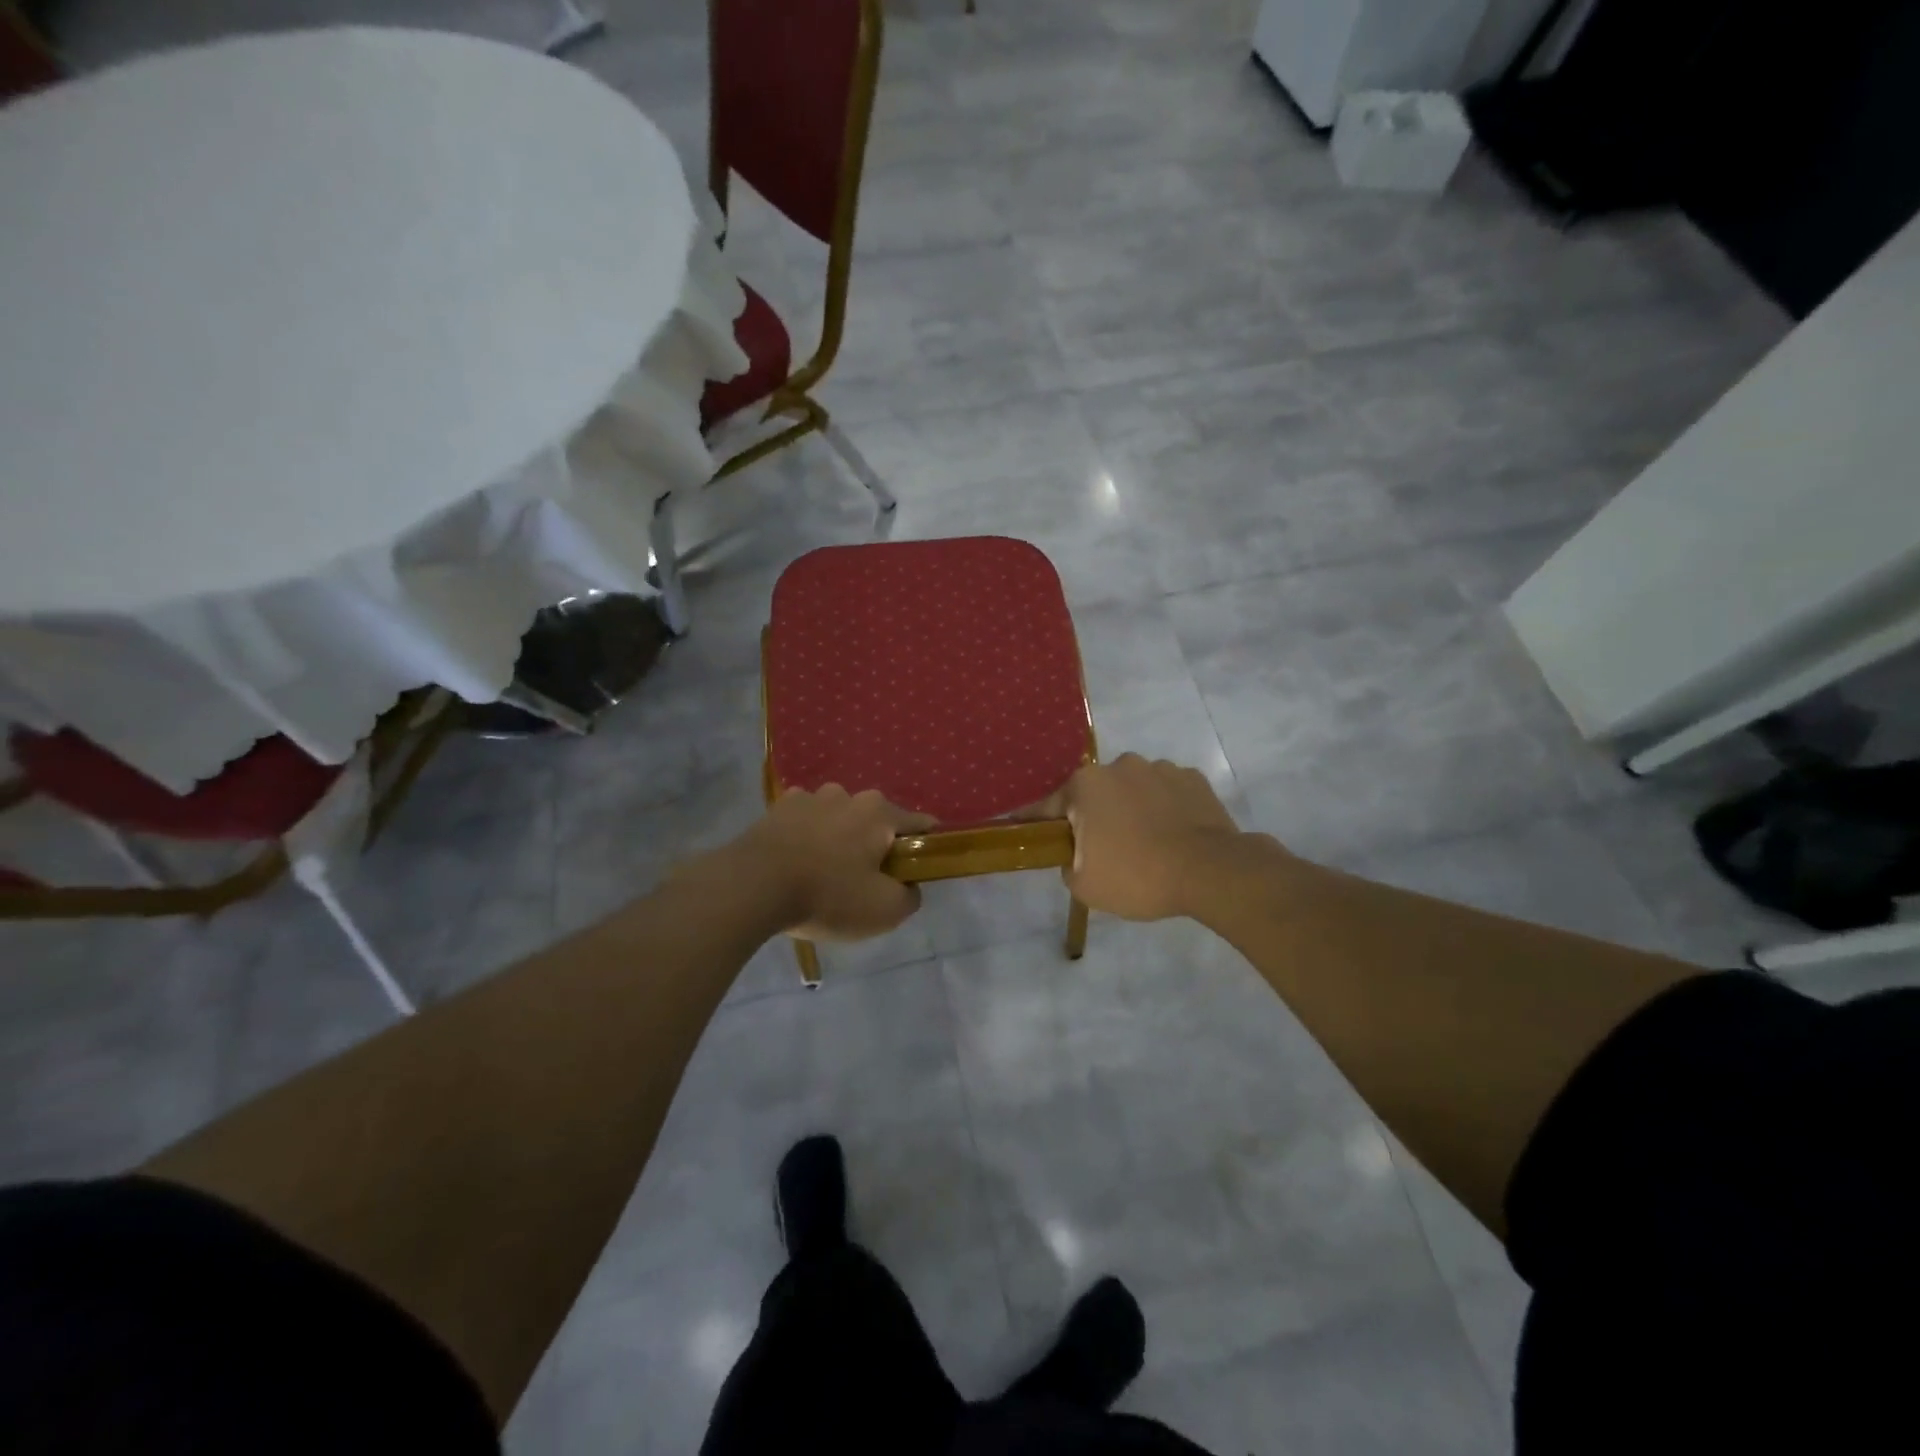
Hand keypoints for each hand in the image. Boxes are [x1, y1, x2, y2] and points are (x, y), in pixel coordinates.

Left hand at [732, 785, 934, 941]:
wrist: (752, 887)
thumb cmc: (828, 895)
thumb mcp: (884, 910)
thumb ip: (909, 896)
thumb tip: (908, 886)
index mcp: (880, 813)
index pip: (920, 824)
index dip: (926, 847)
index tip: (918, 870)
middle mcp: (848, 794)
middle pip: (875, 821)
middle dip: (875, 845)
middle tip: (865, 881)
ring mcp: (810, 797)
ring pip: (838, 818)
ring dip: (839, 838)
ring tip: (824, 873)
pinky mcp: (778, 808)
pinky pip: (805, 821)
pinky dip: (807, 837)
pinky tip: (796, 862)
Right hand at [1051, 755, 1248, 920]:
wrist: (1209, 872)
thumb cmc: (1137, 876)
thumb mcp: (1085, 886)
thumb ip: (1068, 864)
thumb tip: (1076, 855)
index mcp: (1086, 785)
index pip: (1050, 806)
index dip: (1039, 823)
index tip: (1030, 832)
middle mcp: (1120, 766)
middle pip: (1096, 794)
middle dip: (1096, 816)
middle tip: (1106, 852)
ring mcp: (1160, 768)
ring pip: (1134, 790)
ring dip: (1133, 809)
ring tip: (1148, 844)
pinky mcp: (1193, 779)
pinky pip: (1167, 793)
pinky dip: (1165, 809)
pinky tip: (1174, 836)